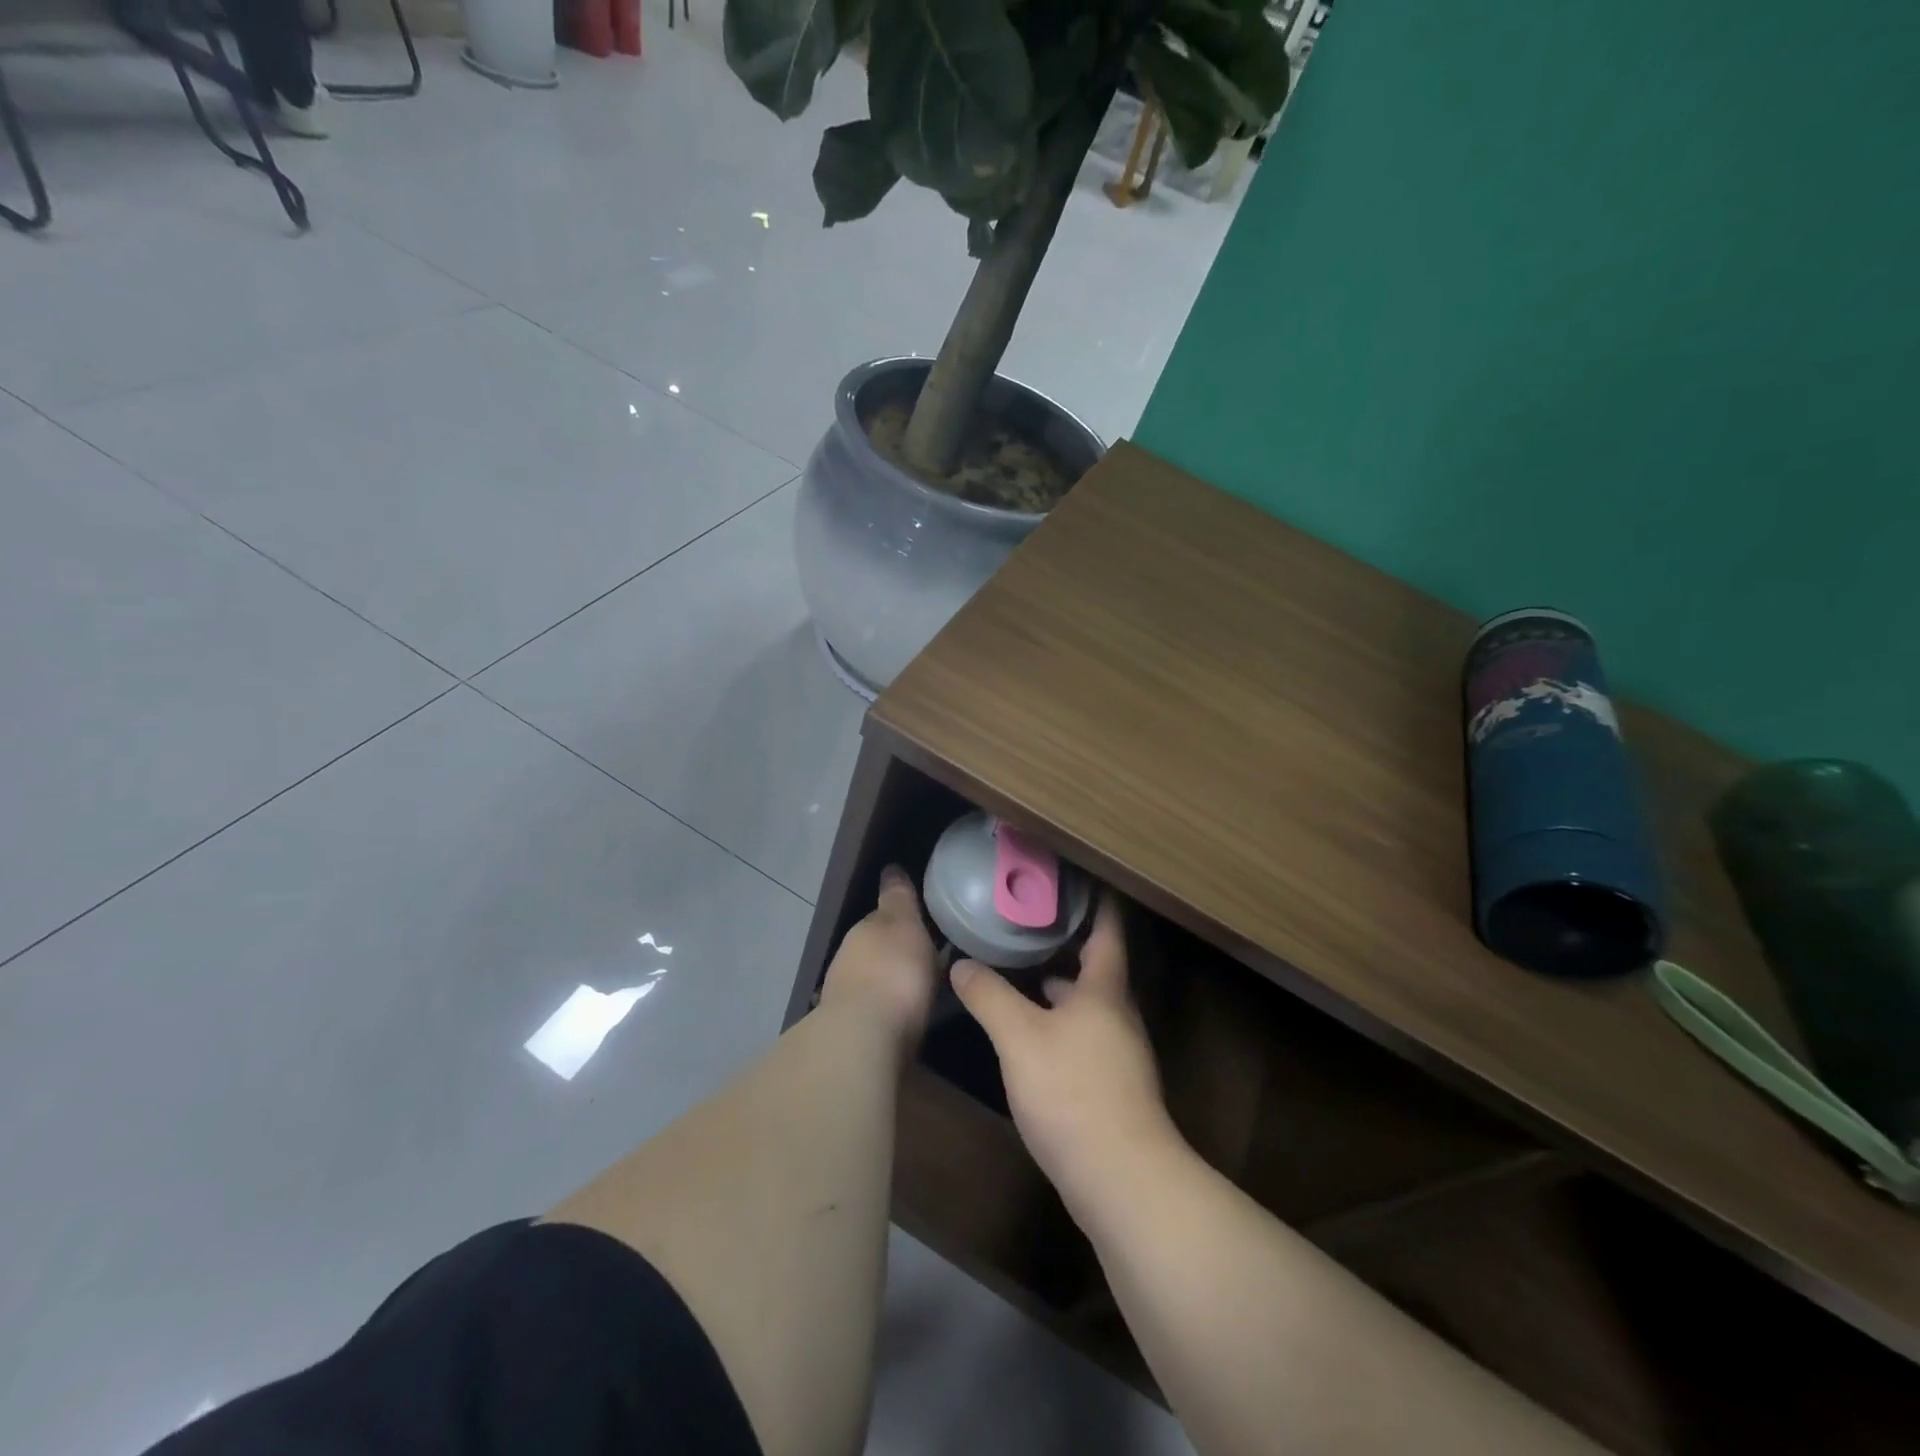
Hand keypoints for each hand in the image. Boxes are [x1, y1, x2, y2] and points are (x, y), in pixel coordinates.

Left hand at [819, 866, 939, 1046]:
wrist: (865, 1041)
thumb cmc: (892, 972)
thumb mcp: (903, 924)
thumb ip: (898, 898)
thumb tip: (890, 868)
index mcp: (863, 932)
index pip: (882, 917)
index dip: (902, 917)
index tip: (923, 922)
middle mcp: (849, 962)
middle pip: (877, 951)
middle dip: (897, 953)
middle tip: (928, 956)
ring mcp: (847, 999)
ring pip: (874, 982)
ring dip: (892, 983)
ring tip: (922, 988)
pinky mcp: (854, 1035)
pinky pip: (878, 1013)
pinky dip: (890, 1011)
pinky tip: (907, 1019)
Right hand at [949, 897, 1177, 1218]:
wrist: (1121, 1179)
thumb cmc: (1073, 1091)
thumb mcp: (1019, 1037)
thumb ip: (989, 995)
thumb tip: (960, 963)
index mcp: (1104, 990)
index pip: (1107, 930)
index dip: (1096, 901)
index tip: (1077, 878)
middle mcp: (1117, 1015)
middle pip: (1096, 967)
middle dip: (1066, 943)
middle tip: (1029, 922)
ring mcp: (1117, 1054)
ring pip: (1086, 1005)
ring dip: (1058, 986)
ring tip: (1020, 971)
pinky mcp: (1109, 1087)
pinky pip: (1081, 1036)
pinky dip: (1057, 1021)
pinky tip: (1028, 1033)